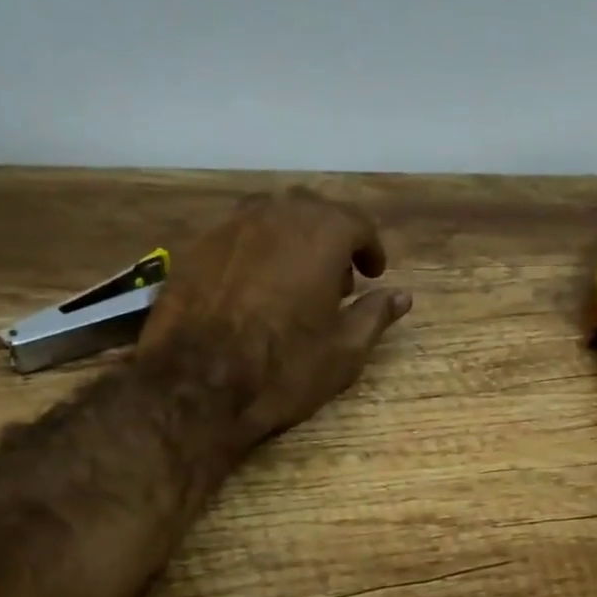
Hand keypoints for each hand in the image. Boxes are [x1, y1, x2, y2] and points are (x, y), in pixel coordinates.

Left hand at [138, 188, 411, 446]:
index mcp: (321, 233)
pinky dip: (256, 252)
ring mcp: (229, 226)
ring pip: (271, 217)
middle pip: (313, 210)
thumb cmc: (283, 368)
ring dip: (292, 239)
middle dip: (331, 239)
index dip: (371, 249)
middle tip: (338, 279)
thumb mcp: (344, 351)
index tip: (374, 273)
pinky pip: (237, 236)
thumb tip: (401, 296)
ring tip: (294, 280)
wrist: (196, 386)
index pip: (357, 224)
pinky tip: (253, 289)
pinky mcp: (195, 247)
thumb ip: (374, 315)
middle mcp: (275, 214)